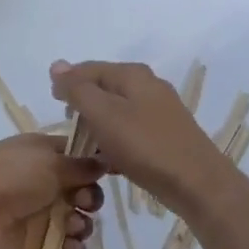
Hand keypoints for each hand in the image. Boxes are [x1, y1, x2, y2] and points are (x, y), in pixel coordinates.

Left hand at [0, 134, 103, 248]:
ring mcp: (42, 215)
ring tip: (71, 226)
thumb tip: (106, 160)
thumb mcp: (50, 161)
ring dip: (83, 225)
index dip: (97, 167)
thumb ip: (81, 165)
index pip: (81, 158)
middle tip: (81, 201)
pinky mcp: (37, 244)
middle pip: (85, 193)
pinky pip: (66, 248)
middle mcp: (47, 184)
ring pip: (79, 222)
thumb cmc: (10, 175)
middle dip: (90, 199)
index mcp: (46, 156)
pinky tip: (70, 246)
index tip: (111, 173)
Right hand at [49, 60, 238, 216]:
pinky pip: (131, 133)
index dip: (67, 83)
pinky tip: (108, 162)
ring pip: (117, 112)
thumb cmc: (144, 145)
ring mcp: (160, 112)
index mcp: (133, 75)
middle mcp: (148, 86)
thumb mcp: (103, 114)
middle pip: (104, 89)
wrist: (196, 183)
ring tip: (84, 148)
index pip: (89, 69)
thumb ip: (78, 89)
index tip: (53, 105)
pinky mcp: (165, 136)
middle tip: (69, 129)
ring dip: (98, 127)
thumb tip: (57, 65)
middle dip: (83, 106)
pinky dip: (116, 143)